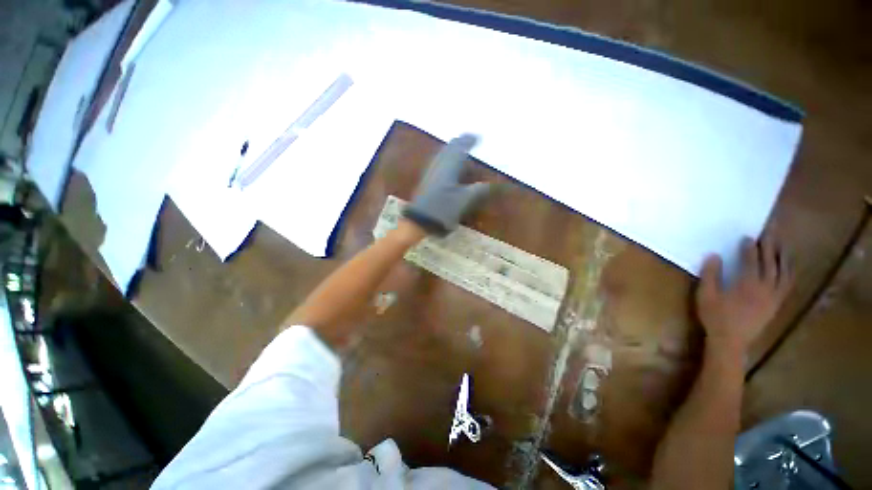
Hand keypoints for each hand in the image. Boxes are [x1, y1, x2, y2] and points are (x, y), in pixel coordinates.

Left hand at [402, 134, 490, 235]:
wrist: (419, 221)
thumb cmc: (443, 209)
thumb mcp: (465, 200)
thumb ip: (480, 190)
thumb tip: (495, 184)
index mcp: (448, 166)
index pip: (459, 147)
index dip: (469, 141)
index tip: (478, 137)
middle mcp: (438, 165)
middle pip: (449, 148)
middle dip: (460, 143)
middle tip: (470, 141)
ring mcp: (430, 173)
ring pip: (443, 155)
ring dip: (453, 151)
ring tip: (462, 152)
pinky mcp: (426, 181)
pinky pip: (439, 164)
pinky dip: (447, 160)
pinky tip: (450, 168)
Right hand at [696, 236, 793, 352]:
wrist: (731, 341)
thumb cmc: (715, 317)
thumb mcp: (706, 295)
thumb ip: (710, 274)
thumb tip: (713, 255)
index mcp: (747, 284)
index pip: (751, 261)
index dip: (749, 248)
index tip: (747, 236)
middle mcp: (765, 288)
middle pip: (771, 263)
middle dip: (770, 246)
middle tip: (770, 232)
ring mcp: (774, 297)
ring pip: (784, 273)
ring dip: (783, 257)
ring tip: (782, 245)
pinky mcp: (776, 304)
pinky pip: (787, 285)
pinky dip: (789, 272)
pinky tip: (788, 267)